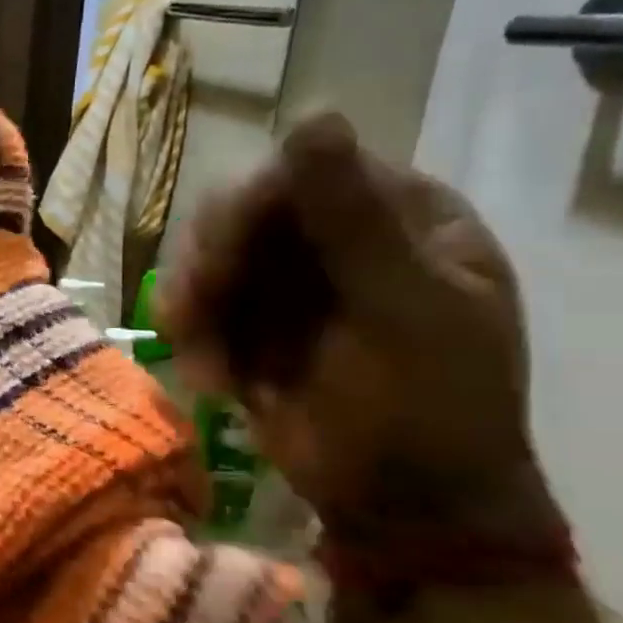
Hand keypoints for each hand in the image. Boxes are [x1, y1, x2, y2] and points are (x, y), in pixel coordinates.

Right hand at [159, 113, 560, 547]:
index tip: (219, 264)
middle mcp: (338, 236)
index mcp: (401, 215)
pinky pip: (198, 306)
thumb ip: (354, 219)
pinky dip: (192, 339)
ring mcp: (291, 281)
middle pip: (240, 213)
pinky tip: (211, 379)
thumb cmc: (429, 410)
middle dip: (210, 266)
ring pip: (207, 259)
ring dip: (194, 307)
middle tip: (193, 317)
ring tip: (205, 363)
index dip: (247, 209)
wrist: (407, 509)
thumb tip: (315, 114)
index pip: (302, 172)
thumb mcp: (404, 312)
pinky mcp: (252, 322)